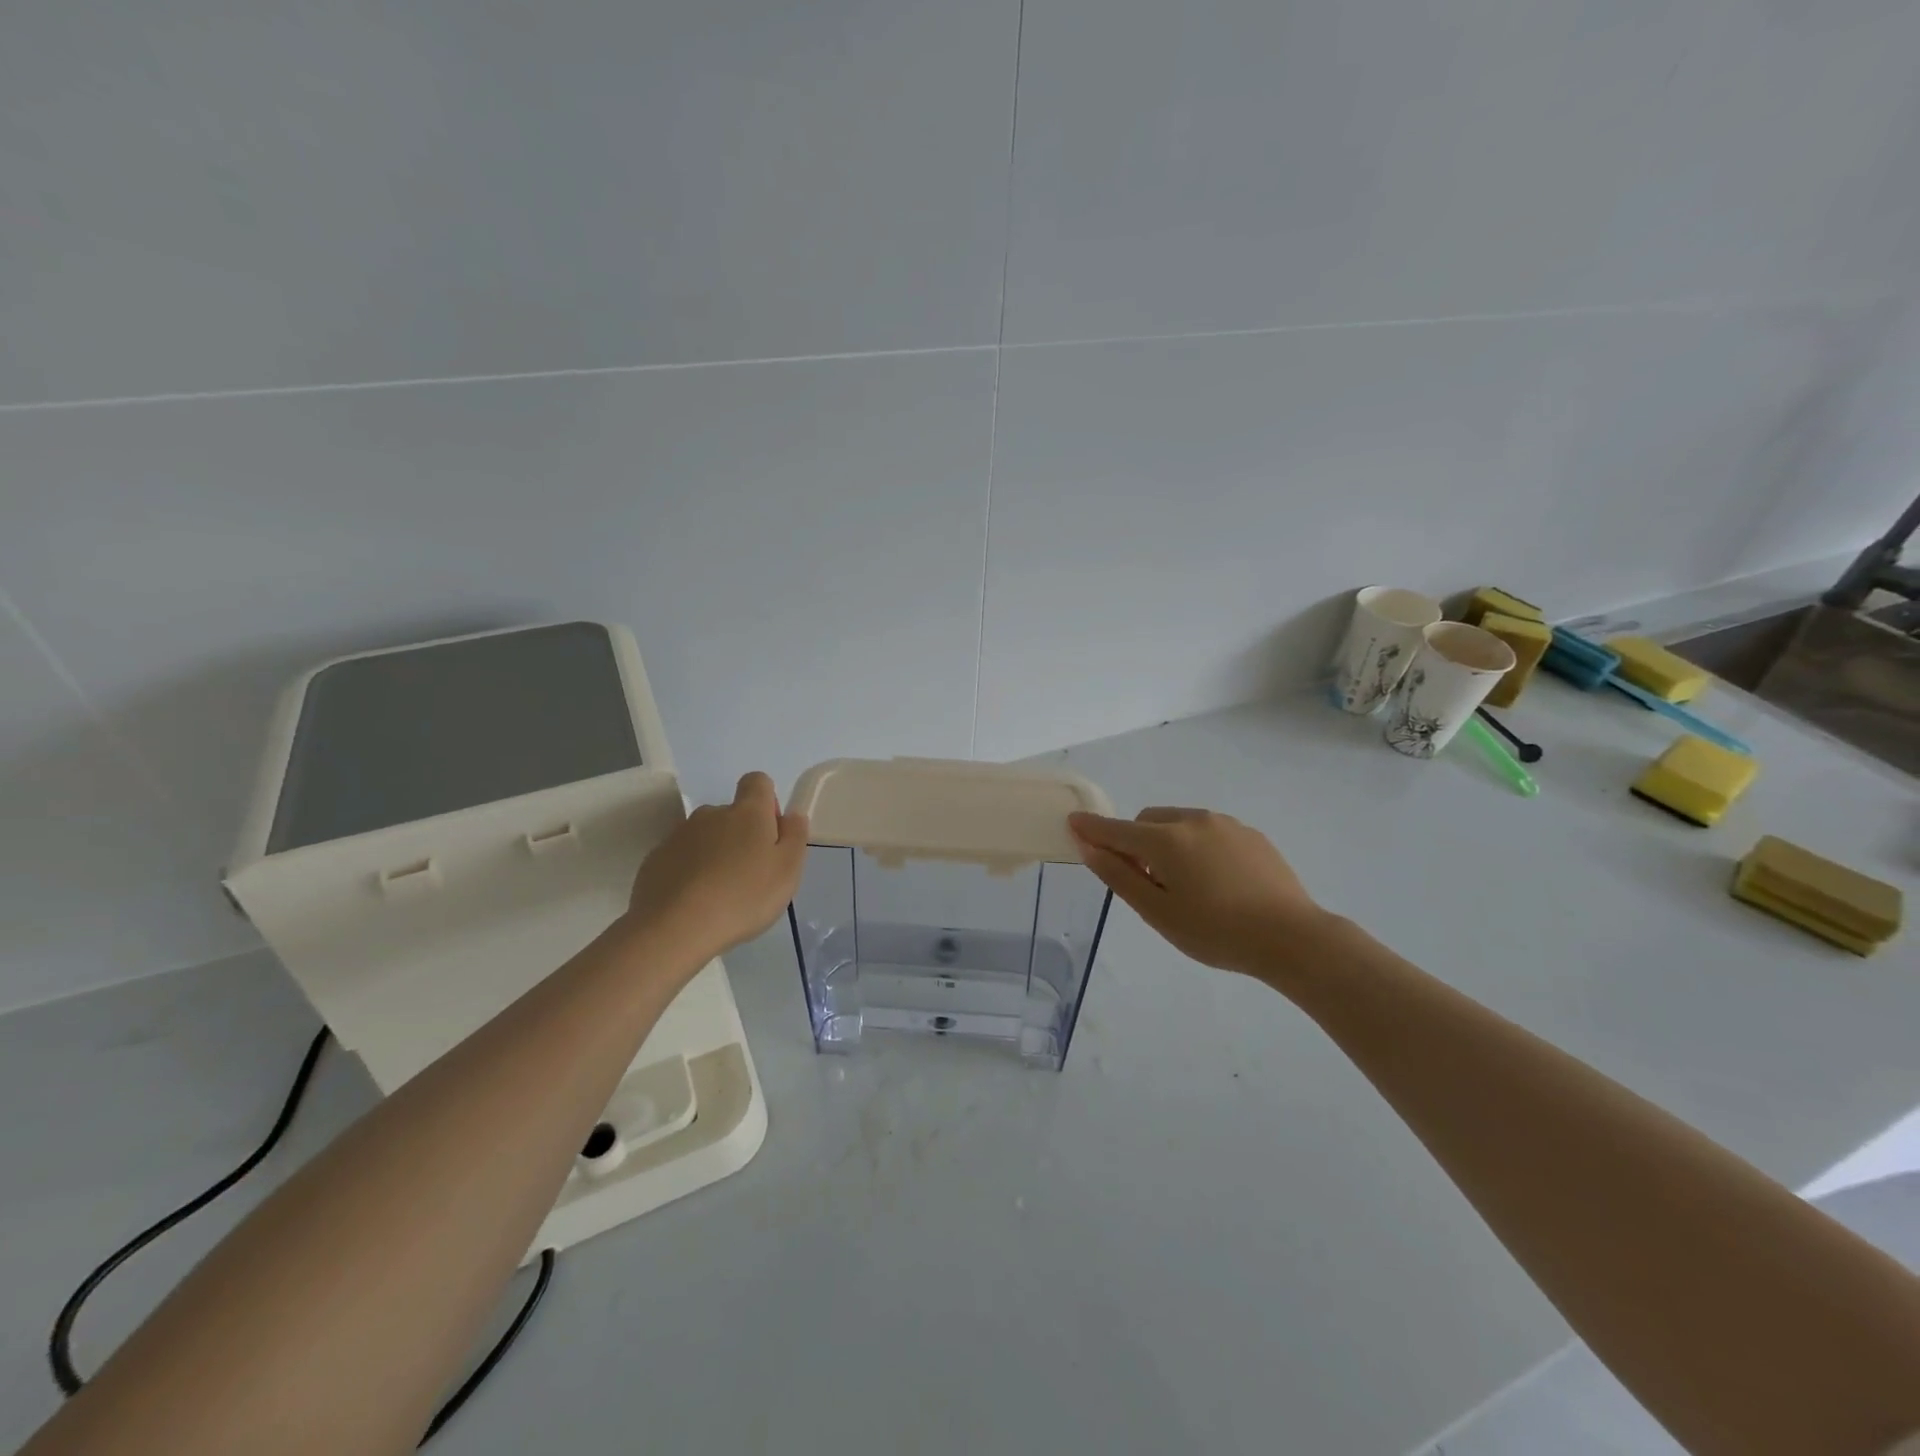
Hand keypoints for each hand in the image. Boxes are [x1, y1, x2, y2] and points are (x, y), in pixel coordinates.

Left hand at [623, 772, 809, 966]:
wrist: (675, 928)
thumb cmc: (743, 897)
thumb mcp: (788, 870)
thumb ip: (795, 836)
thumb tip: (792, 814)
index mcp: (747, 812)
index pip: (757, 782)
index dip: (767, 801)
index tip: (771, 833)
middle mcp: (711, 814)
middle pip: (730, 813)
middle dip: (741, 834)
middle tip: (749, 874)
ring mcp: (679, 835)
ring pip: (704, 836)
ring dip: (714, 853)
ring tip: (719, 892)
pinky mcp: (655, 859)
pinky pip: (680, 857)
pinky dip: (690, 871)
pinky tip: (693, 901)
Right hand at [1068, 807, 1329, 981]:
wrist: (1293, 938)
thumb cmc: (1216, 931)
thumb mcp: (1158, 912)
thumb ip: (1120, 876)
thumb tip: (1089, 848)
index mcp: (1165, 840)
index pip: (1116, 829)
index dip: (1091, 828)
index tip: (1073, 822)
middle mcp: (1192, 820)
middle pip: (1148, 821)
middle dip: (1136, 841)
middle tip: (1146, 881)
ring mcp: (1225, 824)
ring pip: (1179, 823)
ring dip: (1167, 841)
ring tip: (1186, 884)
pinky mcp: (1250, 834)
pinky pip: (1208, 831)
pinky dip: (1197, 845)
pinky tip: (1217, 881)